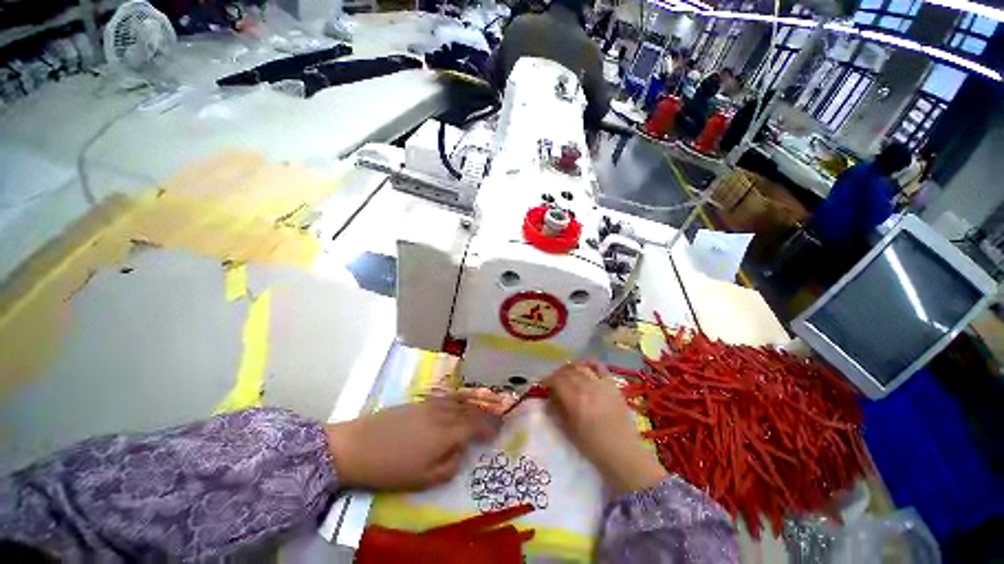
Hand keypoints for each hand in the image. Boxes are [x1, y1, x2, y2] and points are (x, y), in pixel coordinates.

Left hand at [325, 398, 498, 490]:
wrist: (357, 446)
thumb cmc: (391, 468)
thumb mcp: (423, 479)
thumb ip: (449, 466)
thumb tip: (460, 452)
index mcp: (447, 433)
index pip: (475, 426)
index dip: (489, 427)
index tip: (500, 430)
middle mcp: (443, 413)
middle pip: (469, 410)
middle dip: (485, 414)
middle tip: (497, 417)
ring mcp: (430, 405)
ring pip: (459, 401)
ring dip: (473, 404)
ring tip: (482, 407)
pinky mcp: (419, 402)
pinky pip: (447, 398)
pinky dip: (458, 400)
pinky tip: (459, 402)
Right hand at [544, 361, 666, 493]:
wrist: (623, 452)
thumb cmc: (593, 446)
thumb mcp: (569, 431)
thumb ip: (557, 411)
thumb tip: (549, 398)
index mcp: (575, 400)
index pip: (556, 381)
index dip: (547, 380)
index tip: (543, 385)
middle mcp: (587, 387)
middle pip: (567, 372)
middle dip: (557, 374)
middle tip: (553, 381)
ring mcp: (601, 384)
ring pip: (581, 367)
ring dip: (570, 368)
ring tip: (566, 374)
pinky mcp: (612, 385)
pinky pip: (599, 367)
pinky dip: (589, 363)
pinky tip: (584, 367)